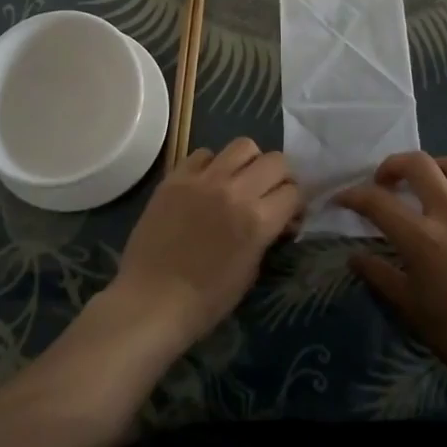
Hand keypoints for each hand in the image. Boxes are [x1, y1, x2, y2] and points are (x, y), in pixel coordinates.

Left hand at [103, 138, 300, 352]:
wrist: (151, 301)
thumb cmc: (206, 300)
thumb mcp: (250, 271)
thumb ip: (267, 235)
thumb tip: (279, 217)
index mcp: (258, 220)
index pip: (294, 191)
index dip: (296, 202)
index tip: (289, 212)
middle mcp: (235, 191)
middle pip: (276, 160)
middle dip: (281, 176)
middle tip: (270, 192)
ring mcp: (204, 179)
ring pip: (242, 146)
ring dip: (250, 162)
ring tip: (241, 179)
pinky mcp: (176, 176)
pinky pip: (204, 154)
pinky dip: (212, 164)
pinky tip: (207, 183)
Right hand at [336, 152, 446, 403]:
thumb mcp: (411, 310)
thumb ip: (381, 277)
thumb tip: (355, 257)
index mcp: (423, 238)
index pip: (377, 201)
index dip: (353, 195)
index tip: (343, 199)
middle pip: (418, 164)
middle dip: (394, 166)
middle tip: (386, 182)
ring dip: (437, 169)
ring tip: (430, 184)